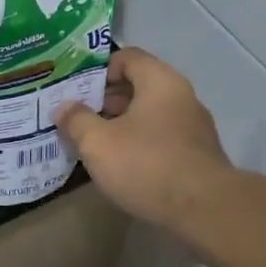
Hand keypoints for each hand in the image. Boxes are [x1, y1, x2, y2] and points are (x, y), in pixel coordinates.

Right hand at [56, 47, 227, 230]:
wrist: (202, 209)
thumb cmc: (145, 164)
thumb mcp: (97, 142)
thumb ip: (76, 120)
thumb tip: (63, 108)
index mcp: (160, 82)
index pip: (128, 57)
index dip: (98, 70)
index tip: (76, 91)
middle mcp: (182, 97)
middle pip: (138, 86)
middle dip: (105, 100)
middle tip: (77, 119)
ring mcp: (194, 127)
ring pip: (149, 115)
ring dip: (121, 124)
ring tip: (94, 144)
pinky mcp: (197, 155)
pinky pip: (161, 138)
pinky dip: (139, 143)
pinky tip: (121, 165)